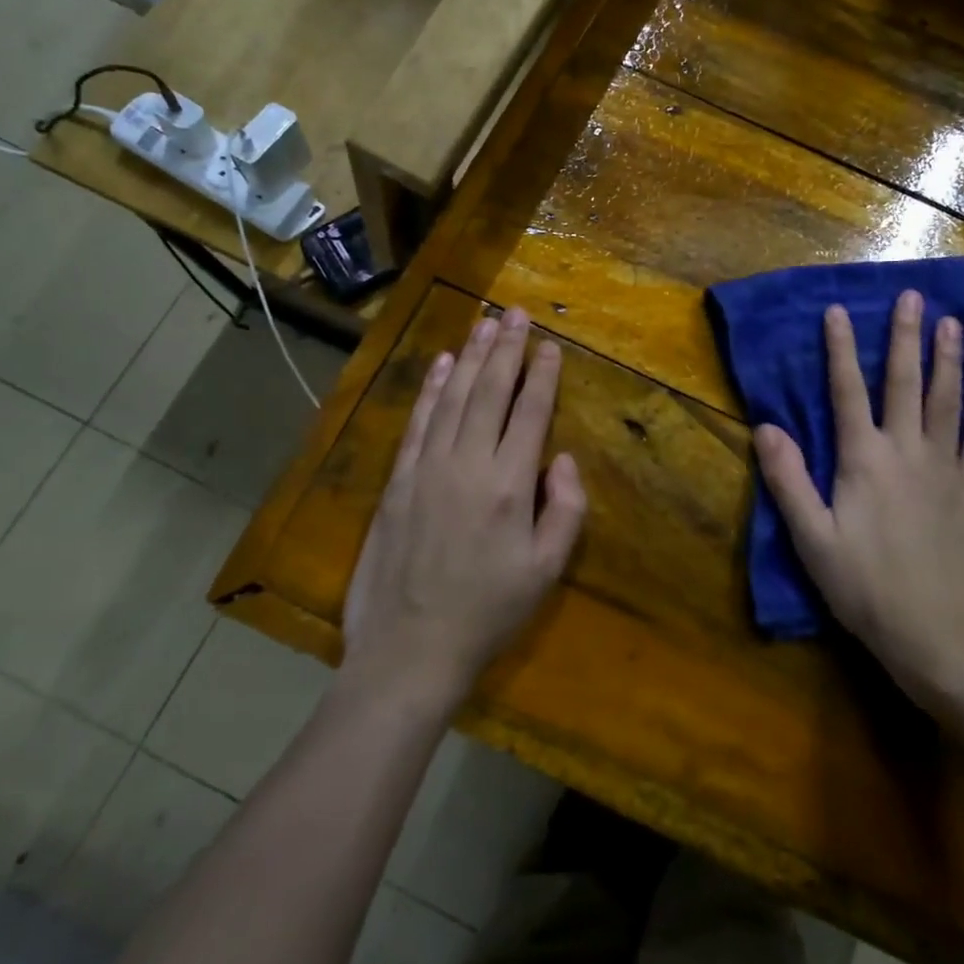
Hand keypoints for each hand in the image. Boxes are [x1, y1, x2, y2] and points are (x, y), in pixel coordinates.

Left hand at [342, 308, 587, 709]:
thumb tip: (561, 458)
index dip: (541, 375)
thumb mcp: (546, 570)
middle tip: (515, 313)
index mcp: (508, 485)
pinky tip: (441, 365)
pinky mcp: (398, 481)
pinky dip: (431, 390)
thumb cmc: (488, 613)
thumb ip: (565, 509)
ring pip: (453, 398)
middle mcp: (467, 464)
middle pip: (490, 392)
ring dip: (470, 357)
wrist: (409, 650)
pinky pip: (418, 423)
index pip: (529, 413)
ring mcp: (427, 468)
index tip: (549, 345)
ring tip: (484, 324)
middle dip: (506, 349)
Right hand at [754, 291, 963, 709]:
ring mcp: (946, 468)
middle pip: (904, 383)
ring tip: (953, 322)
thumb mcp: (811, 538)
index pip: (848, 392)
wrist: (936, 634)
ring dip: (949, 358)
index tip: (839, 310)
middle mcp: (907, 452)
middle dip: (905, 337)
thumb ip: (788, 480)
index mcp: (864, 461)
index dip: (840, 349)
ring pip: (947, 401)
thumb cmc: (864, 587)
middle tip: (912, 296)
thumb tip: (765, 427)